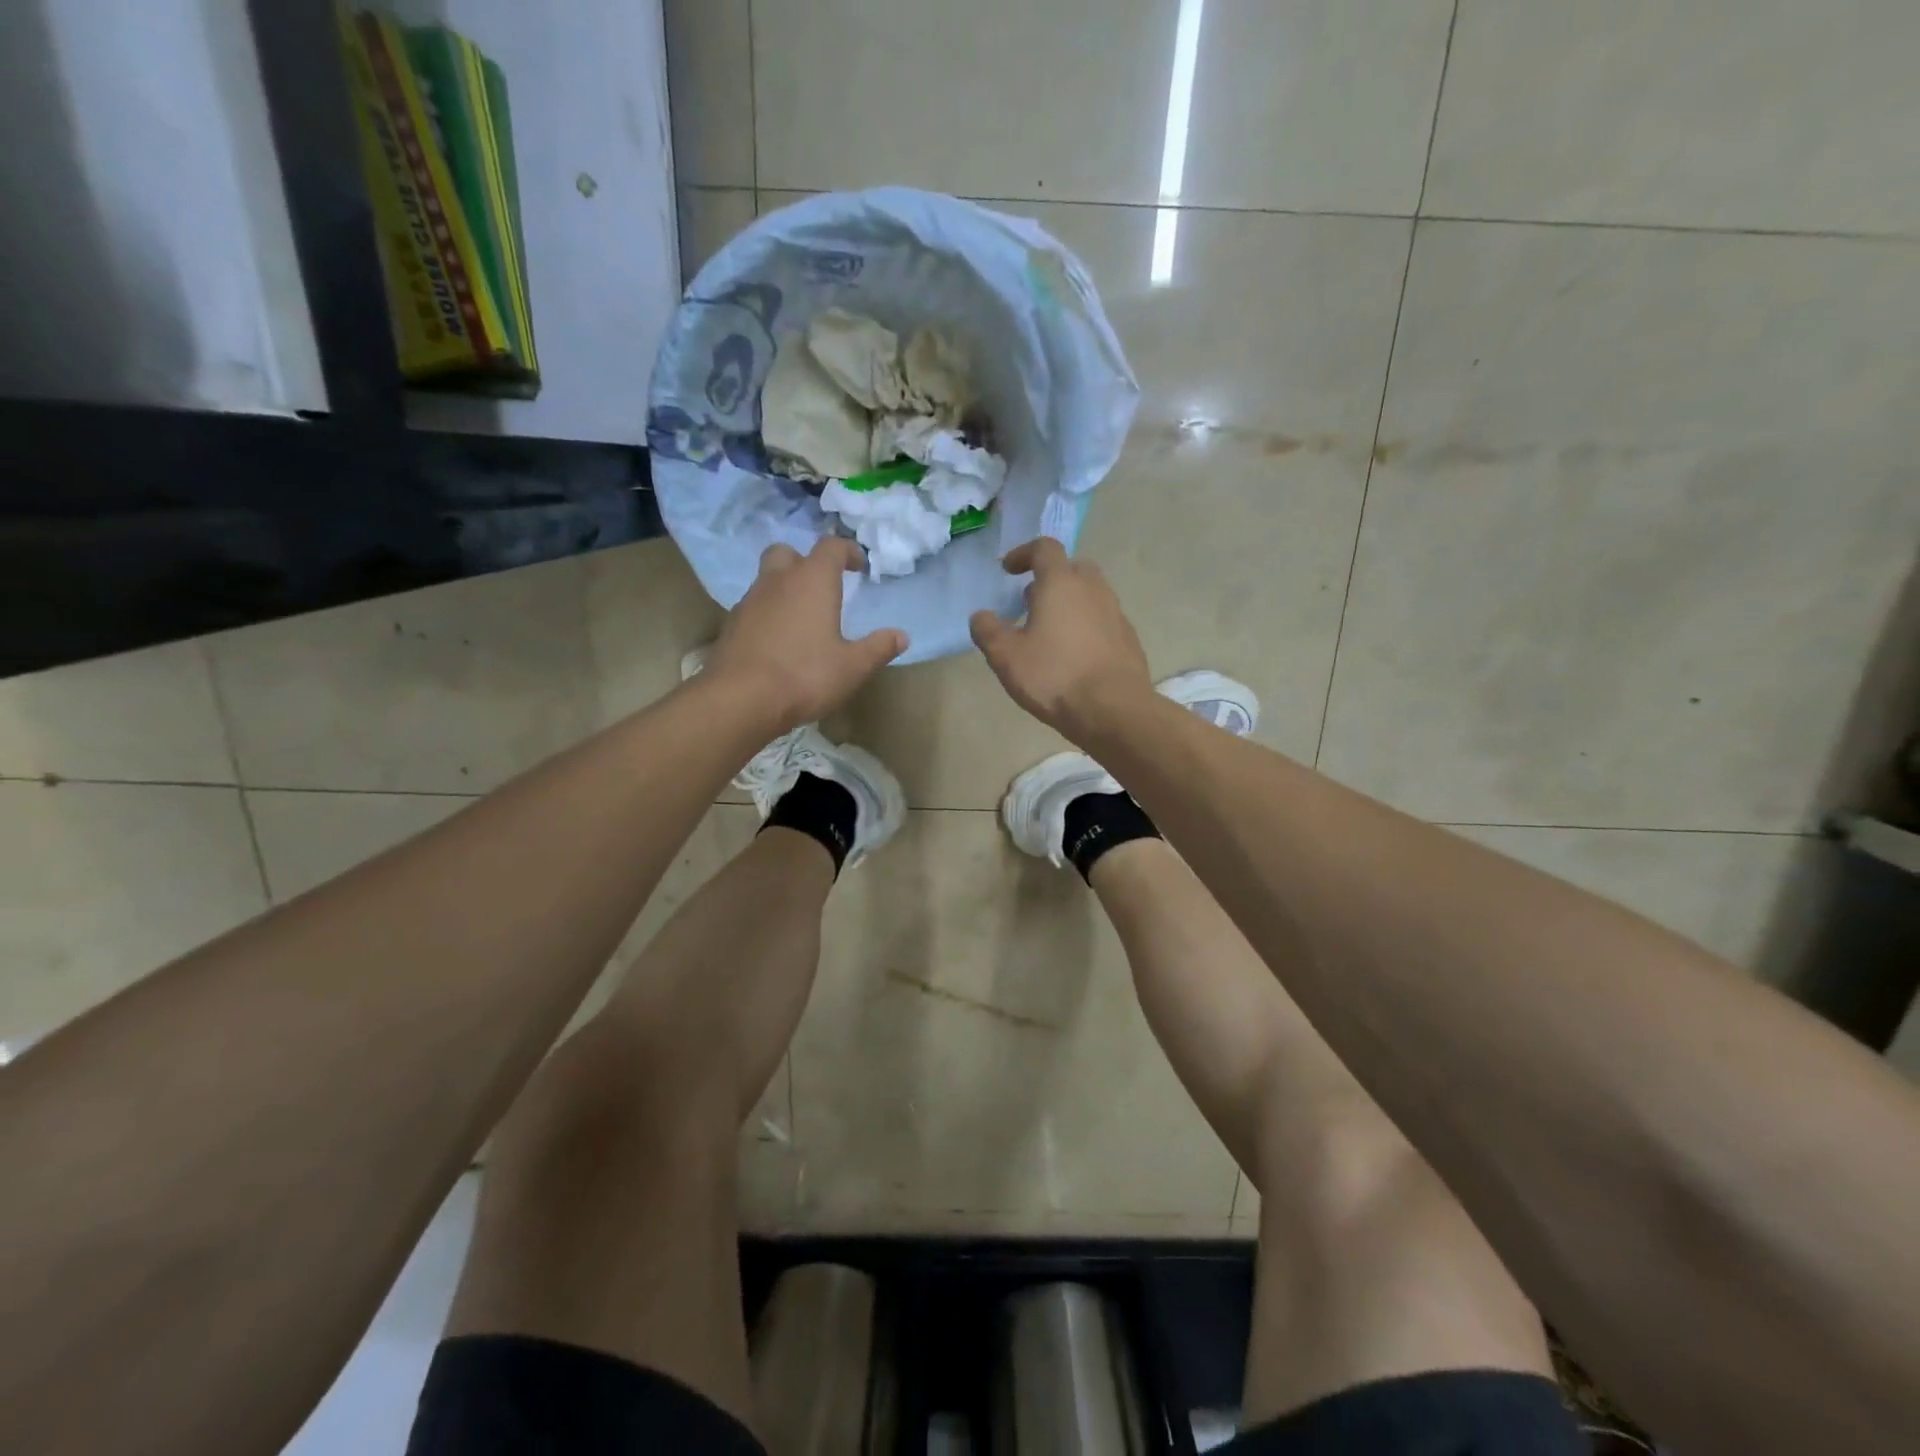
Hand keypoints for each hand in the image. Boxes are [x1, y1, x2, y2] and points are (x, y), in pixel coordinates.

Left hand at [706, 539, 907, 726]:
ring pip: (767, 579)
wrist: (740, 699)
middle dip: (805, 562)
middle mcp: (778, 581)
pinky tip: (779, 641)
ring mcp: (750, 601)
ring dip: (785, 589)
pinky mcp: (732, 624)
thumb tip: (901, 636)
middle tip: (822, 586)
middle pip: (788, 553)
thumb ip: (878, 648)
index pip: (830, 547)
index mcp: (812, 581)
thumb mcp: (852, 667)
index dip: (847, 551)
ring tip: (802, 618)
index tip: (859, 567)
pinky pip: (754, 607)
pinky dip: (769, 613)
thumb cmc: (805, 675)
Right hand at [970, 538, 1153, 737]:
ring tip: (1050, 632)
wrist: (1114, 710)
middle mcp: (1093, 589)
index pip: (1044, 548)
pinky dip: (1087, 626)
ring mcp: (1116, 613)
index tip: (1009, 571)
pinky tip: (1075, 655)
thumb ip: (988, 631)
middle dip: (1050, 577)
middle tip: (1031, 601)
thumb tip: (981, 616)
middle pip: (1072, 567)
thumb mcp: (1007, 657)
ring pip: (1090, 594)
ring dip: (1070, 603)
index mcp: (1061, 583)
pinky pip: (1103, 620)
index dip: (1023, 554)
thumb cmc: (1055, 676)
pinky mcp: (1129, 638)